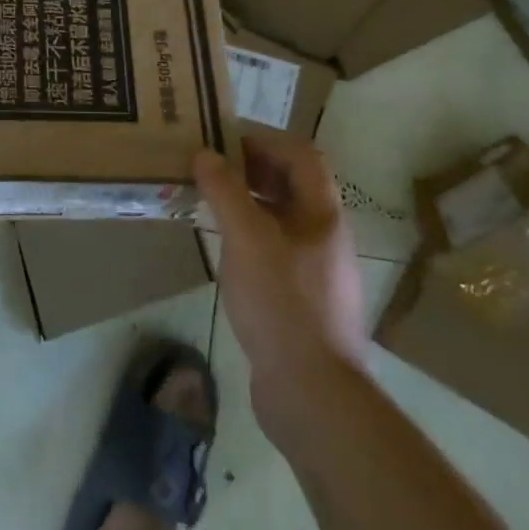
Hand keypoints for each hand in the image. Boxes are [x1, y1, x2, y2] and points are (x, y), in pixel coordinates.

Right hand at [194, 129, 369, 432]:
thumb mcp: (247, 240)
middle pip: (291, 183)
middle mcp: (324, 234)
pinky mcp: (300, 296)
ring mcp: (314, 267)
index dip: (264, 138)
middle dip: (251, 167)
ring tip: (207, 197)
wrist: (312, 393)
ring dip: (246, 199)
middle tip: (208, 163)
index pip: (301, 155)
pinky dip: (247, 232)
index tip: (223, 136)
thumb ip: (225, 192)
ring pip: (280, 216)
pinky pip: (272, 246)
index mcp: (322, 214)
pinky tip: (221, 244)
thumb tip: (205, 154)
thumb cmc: (282, 304)